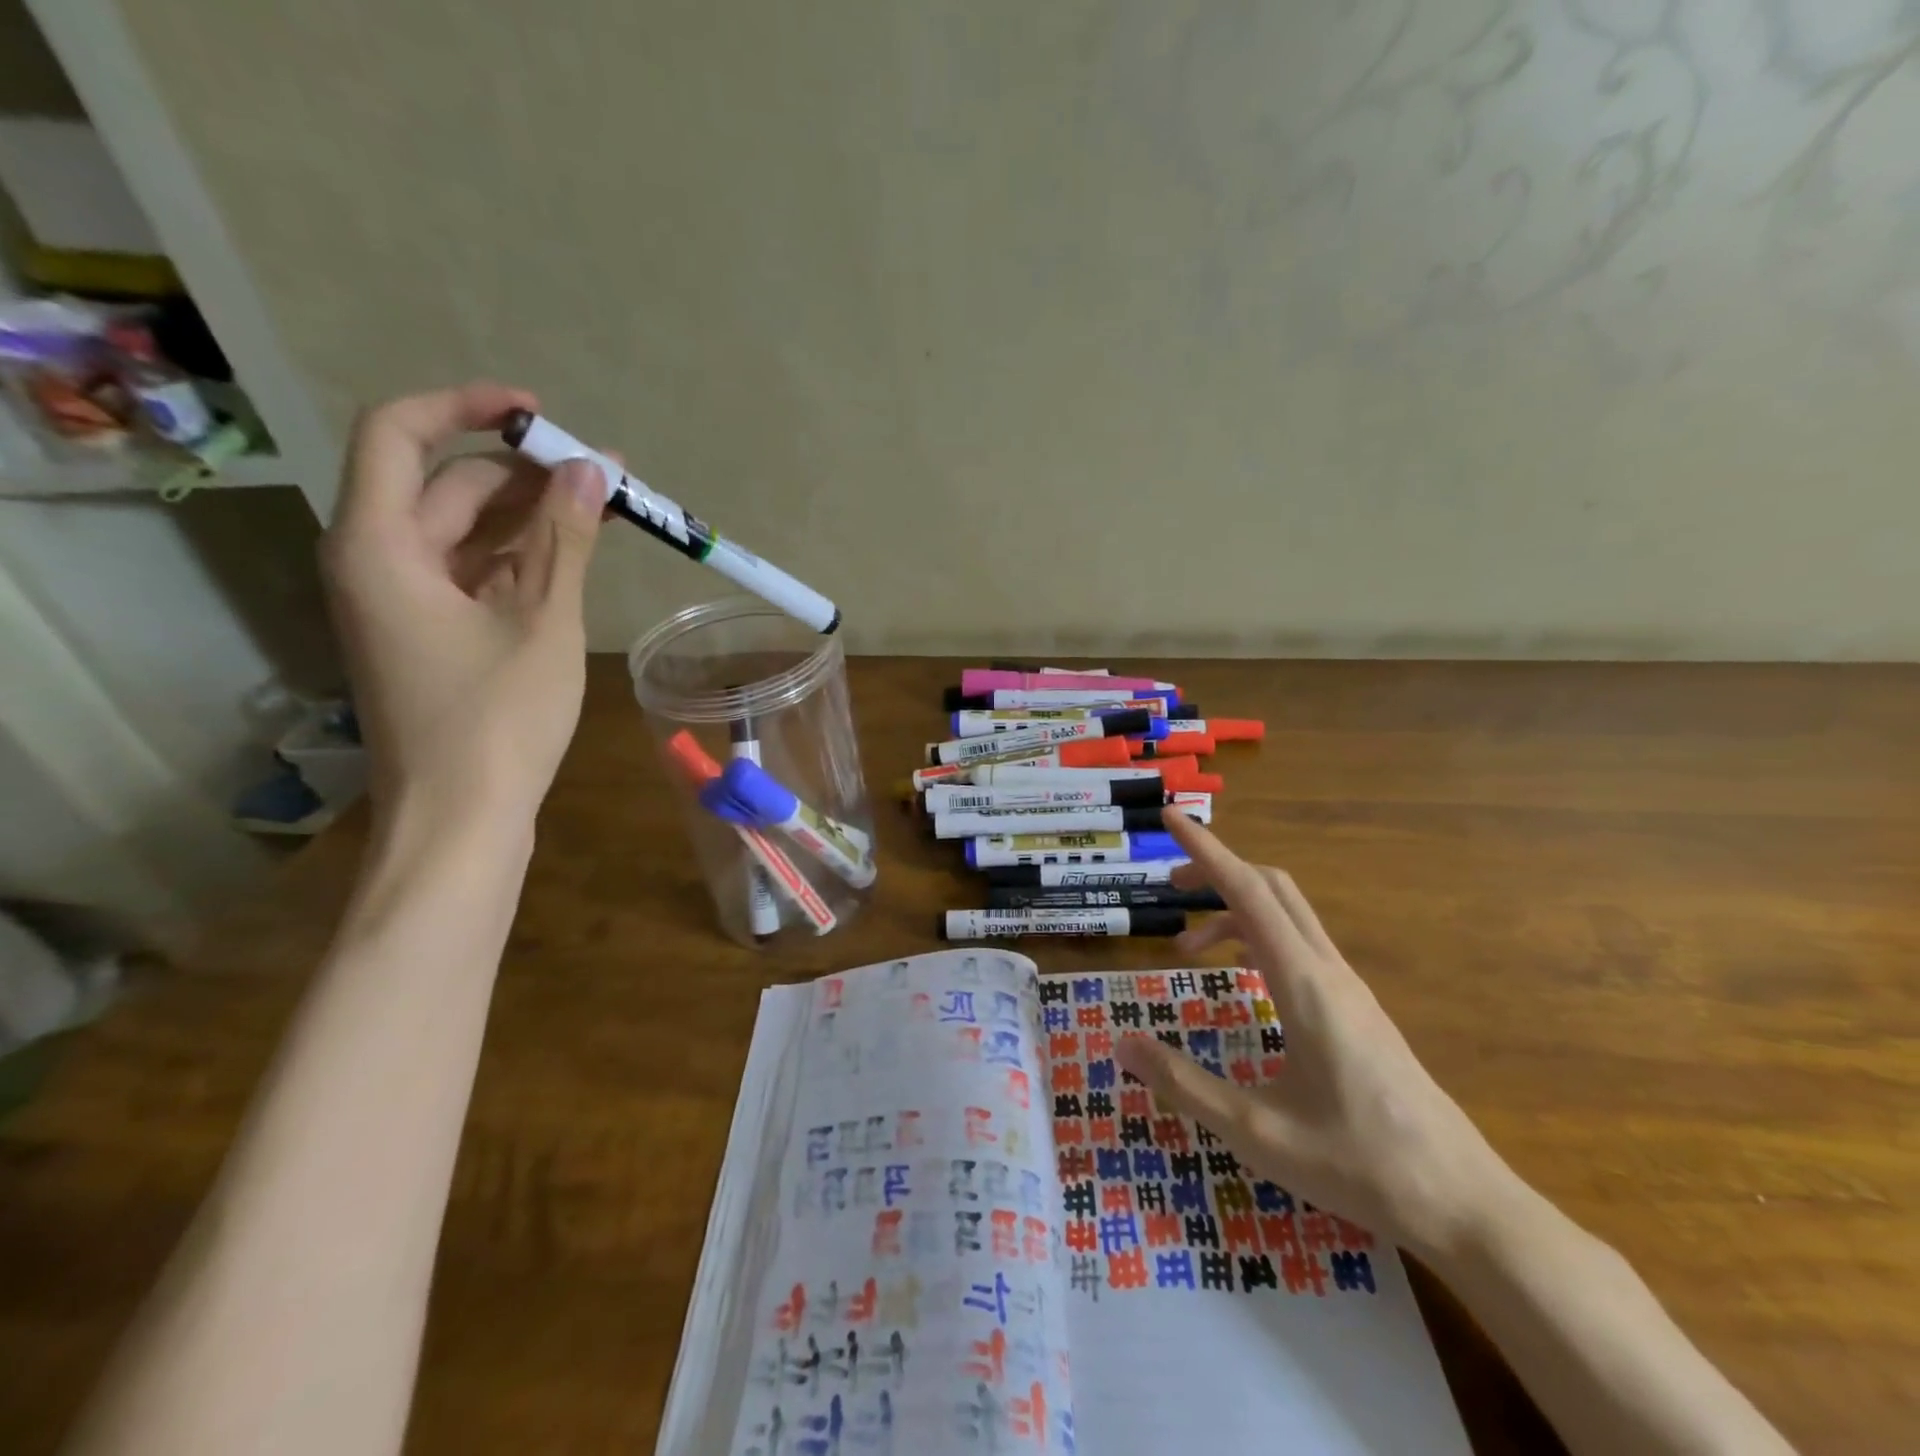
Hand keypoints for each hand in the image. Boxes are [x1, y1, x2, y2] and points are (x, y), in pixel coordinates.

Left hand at [321, 382, 604, 827]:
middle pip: (445, 486)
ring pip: (466, 532)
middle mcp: (377, 562)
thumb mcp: (542, 623)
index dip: (465, 407)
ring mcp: (404, 602)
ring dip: (532, 516)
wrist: (461, 820)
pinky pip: (474, 573)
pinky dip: (523, 559)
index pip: (398, 435)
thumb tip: (593, 470)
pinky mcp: (432, 634)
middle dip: (525, 473)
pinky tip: (576, 557)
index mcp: (380, 546)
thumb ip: (566, 540)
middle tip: (606, 476)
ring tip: (606, 510)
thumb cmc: (498, 721)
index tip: (537, 414)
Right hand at [1116, 809, 1516, 1258]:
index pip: (1247, 892)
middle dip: (1215, 870)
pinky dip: (1257, 936)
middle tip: (1166, 886)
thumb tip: (1121, 1042)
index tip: (1170, 817)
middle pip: (1271, 887)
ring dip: (1234, 909)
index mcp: (1304, 984)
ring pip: (1287, 915)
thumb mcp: (1256, 1133)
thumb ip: (1184, 1084)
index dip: (1205, 851)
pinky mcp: (1357, 1007)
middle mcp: (1328, 971)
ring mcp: (1349, 988)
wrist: (1465, 1204)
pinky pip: (1300, 944)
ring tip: (1186, 949)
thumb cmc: (1360, 1165)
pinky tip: (1241, 976)